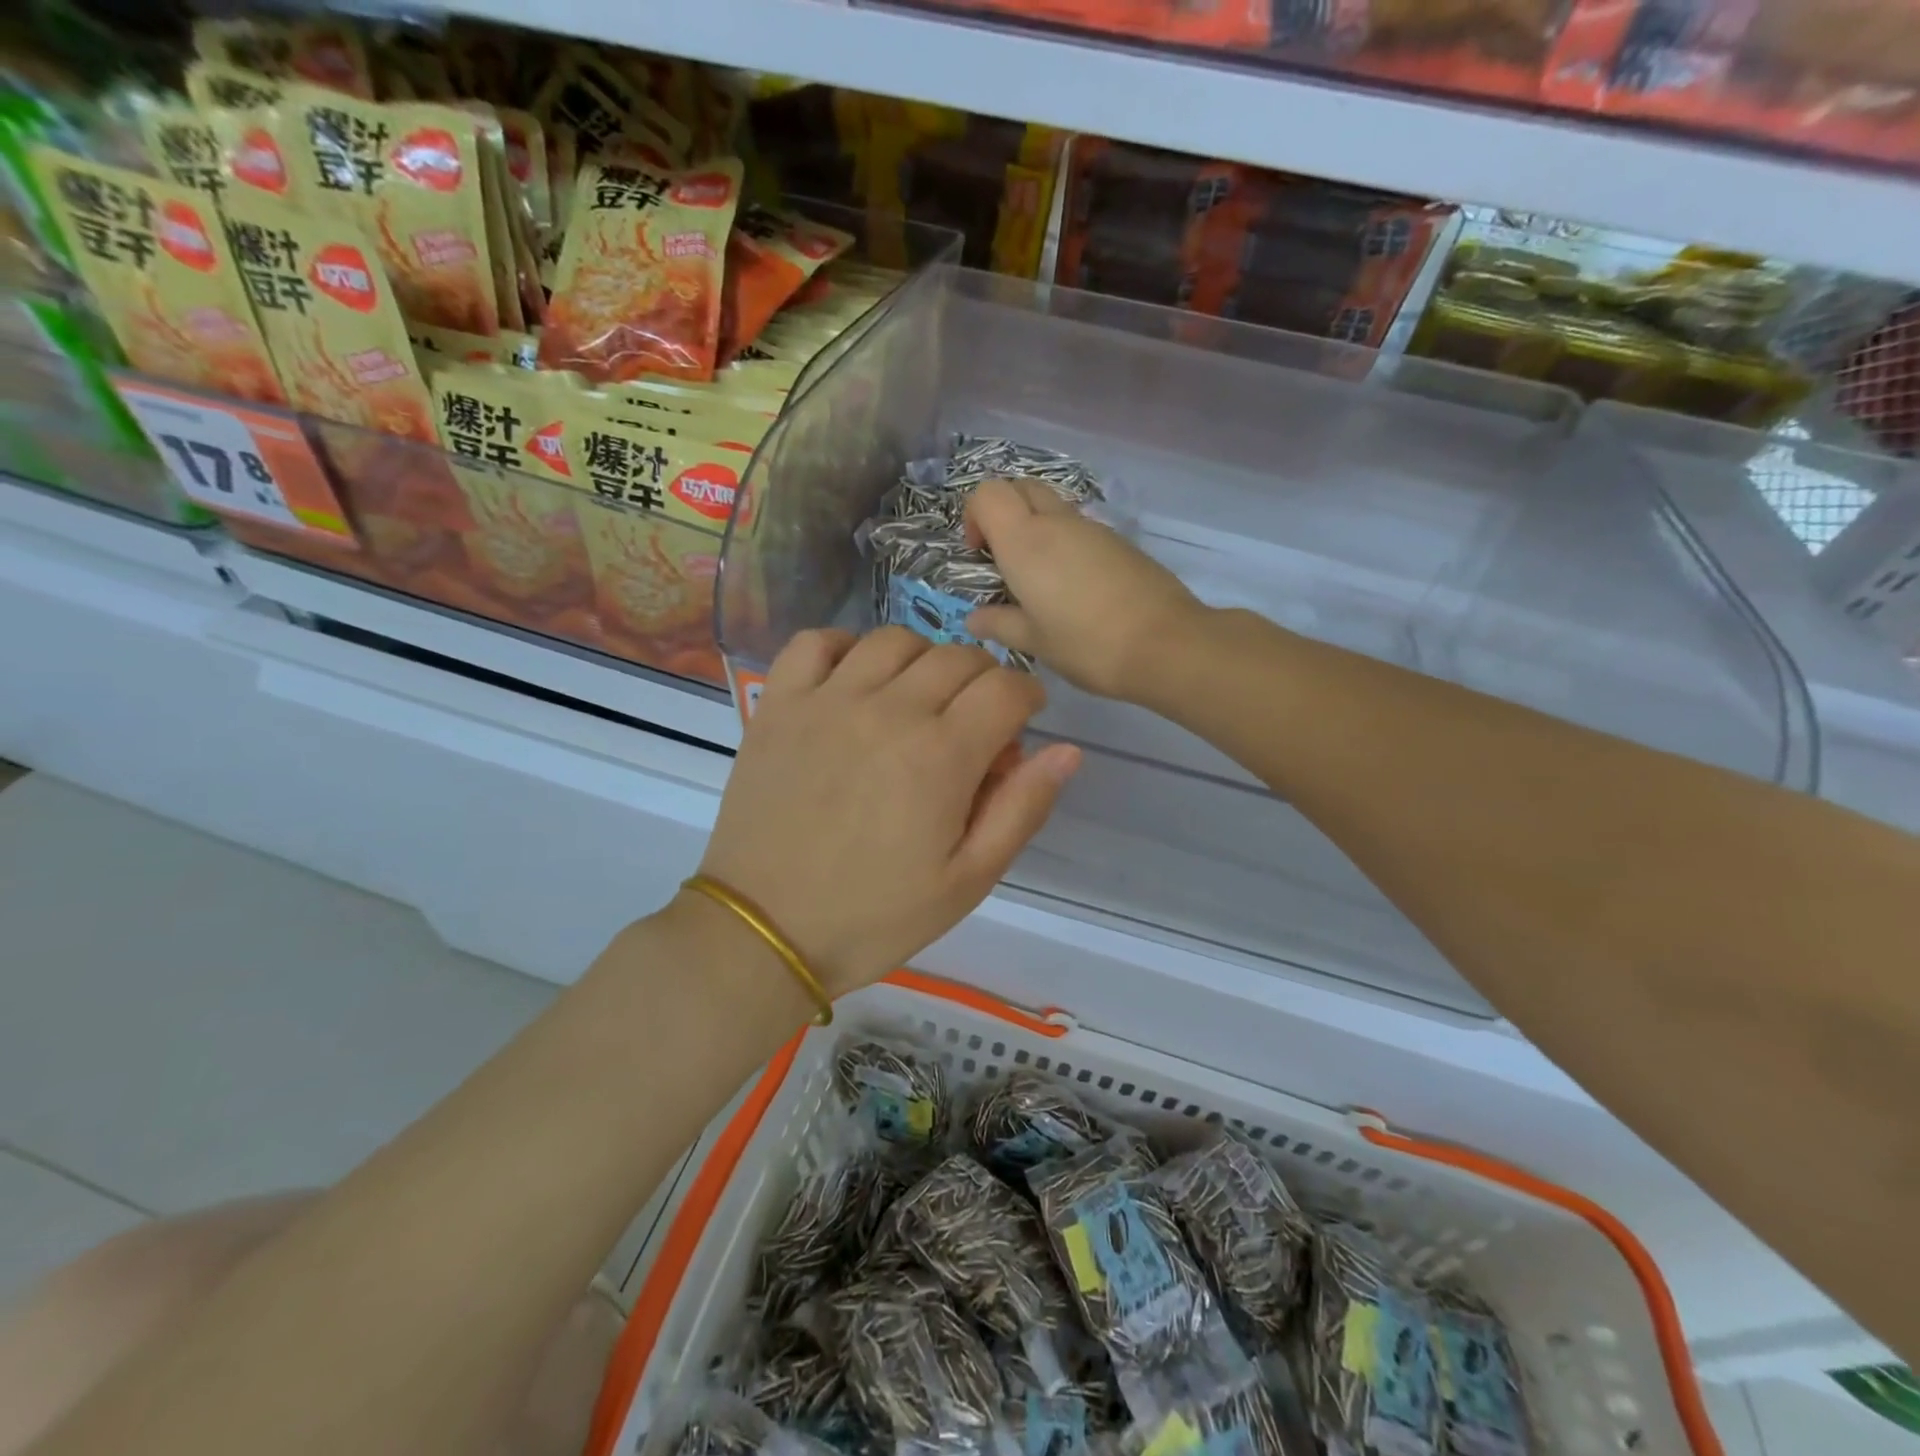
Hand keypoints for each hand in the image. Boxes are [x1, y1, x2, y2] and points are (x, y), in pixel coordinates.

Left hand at [696, 627, 1081, 997]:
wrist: (765, 931)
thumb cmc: (875, 916)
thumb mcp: (967, 881)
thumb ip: (1022, 809)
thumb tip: (1067, 749)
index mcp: (941, 756)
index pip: (1006, 688)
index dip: (1027, 696)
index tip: (1022, 720)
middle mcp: (888, 711)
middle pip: (957, 657)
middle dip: (983, 680)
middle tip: (974, 721)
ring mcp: (827, 700)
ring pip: (895, 640)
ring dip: (923, 659)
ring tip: (918, 698)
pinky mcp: (779, 704)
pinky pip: (817, 642)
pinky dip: (846, 647)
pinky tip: (855, 679)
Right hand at [964, 478, 1206, 700]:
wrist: (1165, 645)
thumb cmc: (1086, 645)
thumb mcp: (1034, 641)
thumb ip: (999, 623)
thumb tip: (974, 618)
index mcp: (1026, 542)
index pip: (988, 493)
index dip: (975, 515)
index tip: (980, 554)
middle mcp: (1057, 523)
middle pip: (1021, 487)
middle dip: (1004, 512)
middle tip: (1004, 559)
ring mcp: (1093, 529)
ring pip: (1053, 508)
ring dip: (1037, 530)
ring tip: (1040, 583)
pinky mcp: (1120, 543)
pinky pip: (1080, 530)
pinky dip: (1065, 545)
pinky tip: (1074, 591)